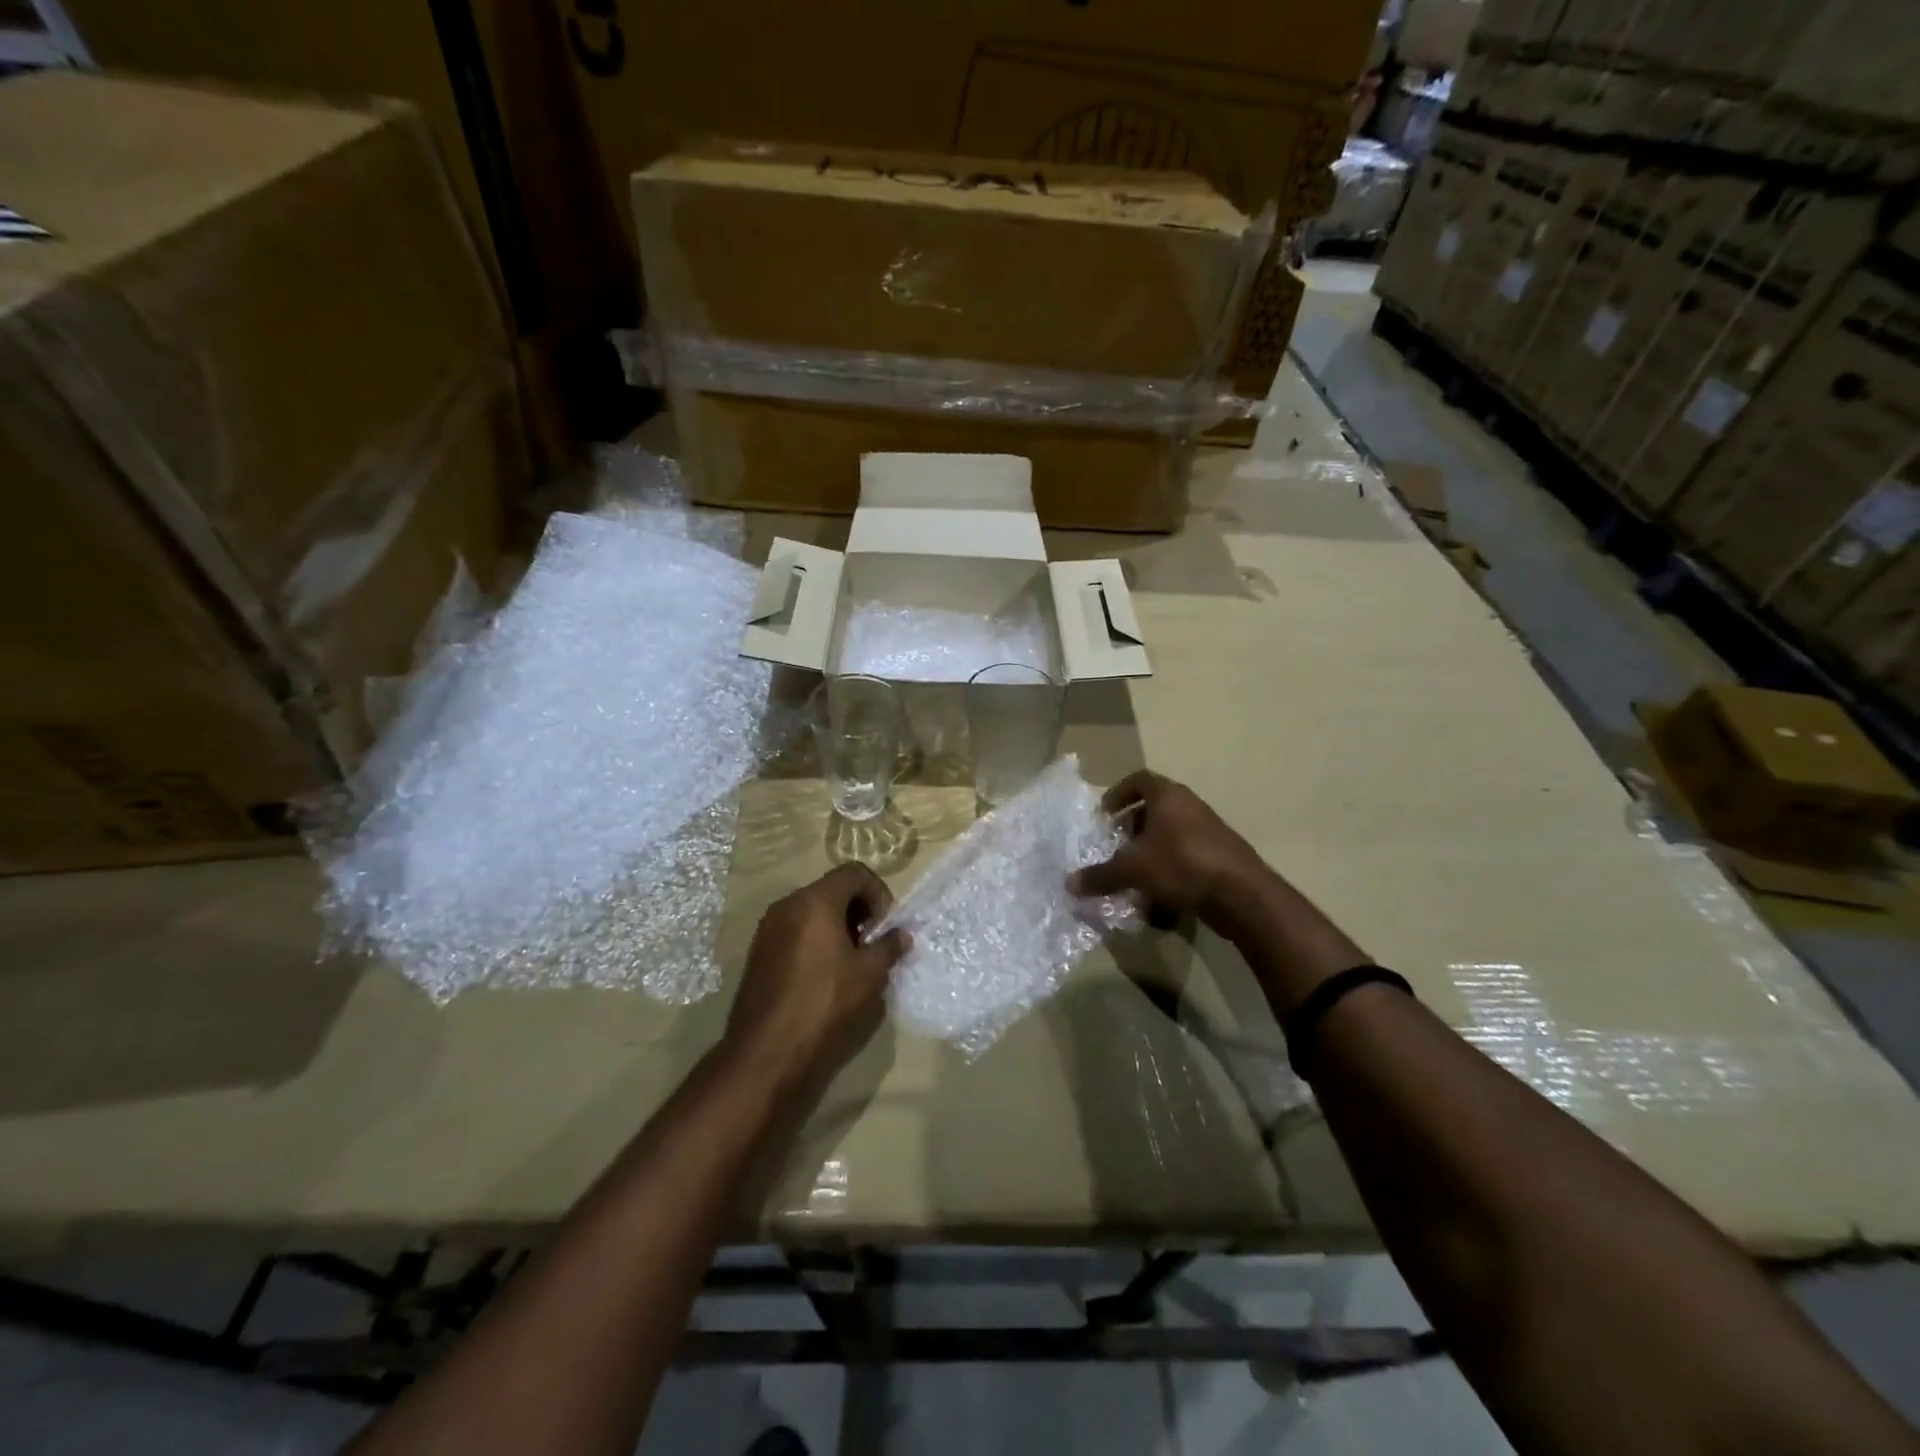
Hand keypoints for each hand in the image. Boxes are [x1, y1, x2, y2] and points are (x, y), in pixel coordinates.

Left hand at [726, 864, 909, 1087]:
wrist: (766, 1054)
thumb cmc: (824, 1005)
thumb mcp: (869, 975)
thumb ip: (889, 947)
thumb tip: (900, 935)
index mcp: (814, 901)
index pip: (854, 872)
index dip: (878, 893)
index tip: (885, 927)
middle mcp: (787, 905)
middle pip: (831, 889)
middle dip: (859, 910)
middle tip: (872, 944)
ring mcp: (768, 929)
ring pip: (812, 911)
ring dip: (838, 926)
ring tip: (852, 962)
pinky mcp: (759, 953)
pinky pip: (795, 931)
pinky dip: (816, 940)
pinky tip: (826, 976)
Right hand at [1069, 770, 1268, 925]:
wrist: (1242, 894)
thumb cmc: (1181, 865)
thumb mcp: (1133, 870)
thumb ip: (1101, 875)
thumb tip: (1069, 884)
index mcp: (1168, 797)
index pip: (1139, 779)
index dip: (1118, 794)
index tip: (1104, 815)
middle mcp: (1190, 807)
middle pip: (1154, 810)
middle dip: (1132, 830)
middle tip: (1116, 849)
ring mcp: (1208, 832)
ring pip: (1169, 838)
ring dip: (1149, 856)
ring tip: (1132, 879)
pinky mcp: (1220, 858)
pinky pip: (1185, 860)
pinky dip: (1168, 875)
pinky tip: (1158, 904)